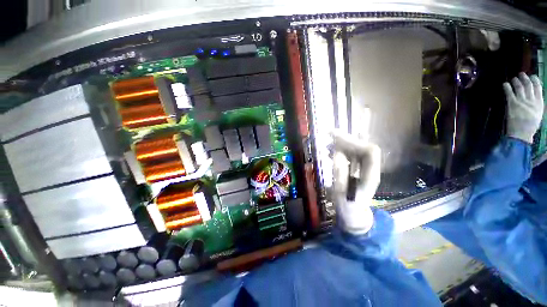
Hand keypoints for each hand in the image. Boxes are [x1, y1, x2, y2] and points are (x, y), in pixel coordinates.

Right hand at [332, 131, 380, 234]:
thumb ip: (340, 172)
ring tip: (328, 139)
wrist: (353, 213)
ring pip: (357, 149)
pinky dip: (341, 149)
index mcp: (371, 175)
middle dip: (346, 139)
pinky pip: (351, 154)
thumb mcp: (341, 191)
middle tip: (329, 133)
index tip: (337, 138)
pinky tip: (330, 149)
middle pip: (363, 147)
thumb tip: (338, 154)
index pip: (370, 151)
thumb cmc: (348, 205)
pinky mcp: (357, 168)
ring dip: (343, 143)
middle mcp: (370, 168)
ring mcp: (364, 168)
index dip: (354, 142)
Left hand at [504, 72, 543, 143]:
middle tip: (521, 74)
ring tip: (513, 78)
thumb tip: (534, 96)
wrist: (521, 134)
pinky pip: (509, 93)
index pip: (539, 88)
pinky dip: (507, 87)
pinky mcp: (512, 104)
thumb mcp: (537, 114)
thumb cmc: (529, 126)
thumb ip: (536, 105)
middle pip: (528, 85)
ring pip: (519, 87)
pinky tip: (505, 84)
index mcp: (539, 103)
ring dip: (516, 81)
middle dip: (525, 78)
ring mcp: (522, 102)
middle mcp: (531, 100)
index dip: (535, 80)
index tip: (532, 76)